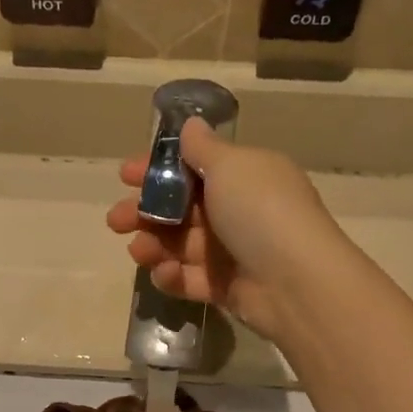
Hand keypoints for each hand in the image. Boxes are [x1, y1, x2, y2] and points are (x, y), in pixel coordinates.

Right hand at [107, 118, 344, 343]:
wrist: (296, 282)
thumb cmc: (260, 211)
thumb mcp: (231, 166)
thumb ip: (202, 147)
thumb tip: (190, 124)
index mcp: (244, 176)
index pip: (193, 168)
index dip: (158, 170)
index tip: (126, 176)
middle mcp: (238, 211)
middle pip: (180, 208)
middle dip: (144, 211)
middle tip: (116, 220)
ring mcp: (231, 251)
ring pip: (179, 244)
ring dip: (153, 245)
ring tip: (138, 251)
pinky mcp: (225, 287)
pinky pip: (189, 278)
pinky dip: (172, 276)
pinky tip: (164, 272)